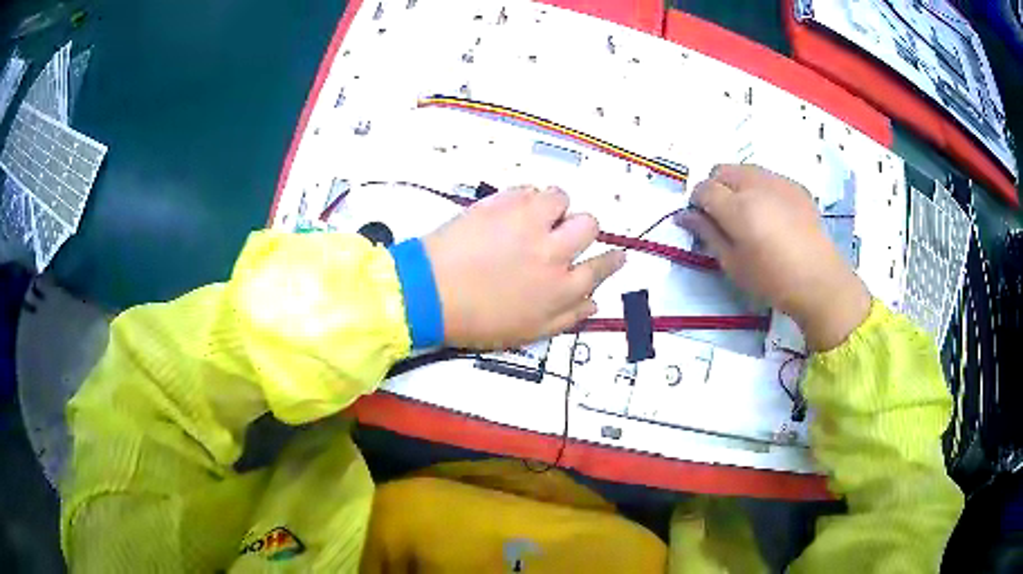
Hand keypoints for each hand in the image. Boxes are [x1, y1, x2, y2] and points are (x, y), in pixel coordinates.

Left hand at [423, 186, 625, 349]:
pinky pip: (528, 189)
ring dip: (553, 207)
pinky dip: (526, 198)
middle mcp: (552, 251)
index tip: (617, 254)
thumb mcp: (528, 332)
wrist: (429, 293)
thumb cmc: (477, 320)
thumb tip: (594, 301)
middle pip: (589, 224)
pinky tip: (511, 211)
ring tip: (535, 217)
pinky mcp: (503, 203)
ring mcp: (528, 222)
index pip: (601, 267)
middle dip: (581, 227)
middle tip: (562, 233)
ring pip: (561, 198)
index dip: (612, 260)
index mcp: (560, 287)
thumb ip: (567, 317)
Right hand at [677, 164, 870, 350]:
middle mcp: (756, 185)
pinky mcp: (795, 186)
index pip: (703, 188)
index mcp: (738, 208)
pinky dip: (759, 187)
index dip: (697, 203)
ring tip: (748, 214)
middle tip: (723, 217)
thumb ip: (707, 234)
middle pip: (721, 170)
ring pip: (744, 169)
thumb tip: (685, 215)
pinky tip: (771, 214)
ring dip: (736, 185)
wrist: (820, 281)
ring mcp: (778, 181)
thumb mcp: (733, 264)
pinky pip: (767, 176)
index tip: (702, 220)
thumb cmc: (772, 280)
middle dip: (715, 188)